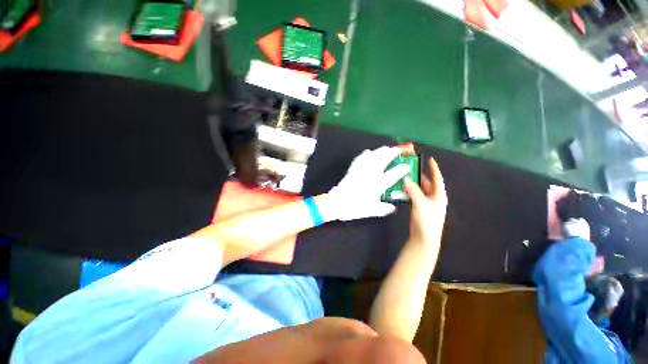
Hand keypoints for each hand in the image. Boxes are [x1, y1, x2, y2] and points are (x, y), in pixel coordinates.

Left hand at [325, 147, 410, 220]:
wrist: (337, 202)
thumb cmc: (355, 207)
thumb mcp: (371, 211)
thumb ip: (383, 209)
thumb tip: (392, 208)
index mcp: (377, 185)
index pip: (392, 175)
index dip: (400, 170)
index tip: (407, 166)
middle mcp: (370, 175)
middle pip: (382, 161)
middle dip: (391, 154)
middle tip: (397, 150)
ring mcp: (361, 171)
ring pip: (372, 157)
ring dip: (380, 151)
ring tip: (386, 148)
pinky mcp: (352, 170)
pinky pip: (359, 159)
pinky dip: (364, 155)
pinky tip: (367, 152)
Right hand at [404, 157, 446, 246]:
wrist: (424, 238)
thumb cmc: (426, 221)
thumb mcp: (420, 204)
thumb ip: (413, 191)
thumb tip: (406, 179)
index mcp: (438, 195)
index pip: (437, 178)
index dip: (434, 168)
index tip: (430, 159)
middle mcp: (434, 197)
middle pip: (428, 183)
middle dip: (421, 175)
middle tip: (412, 167)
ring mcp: (427, 203)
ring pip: (420, 189)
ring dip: (414, 183)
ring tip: (405, 176)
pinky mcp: (420, 207)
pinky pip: (415, 195)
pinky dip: (410, 190)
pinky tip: (402, 188)